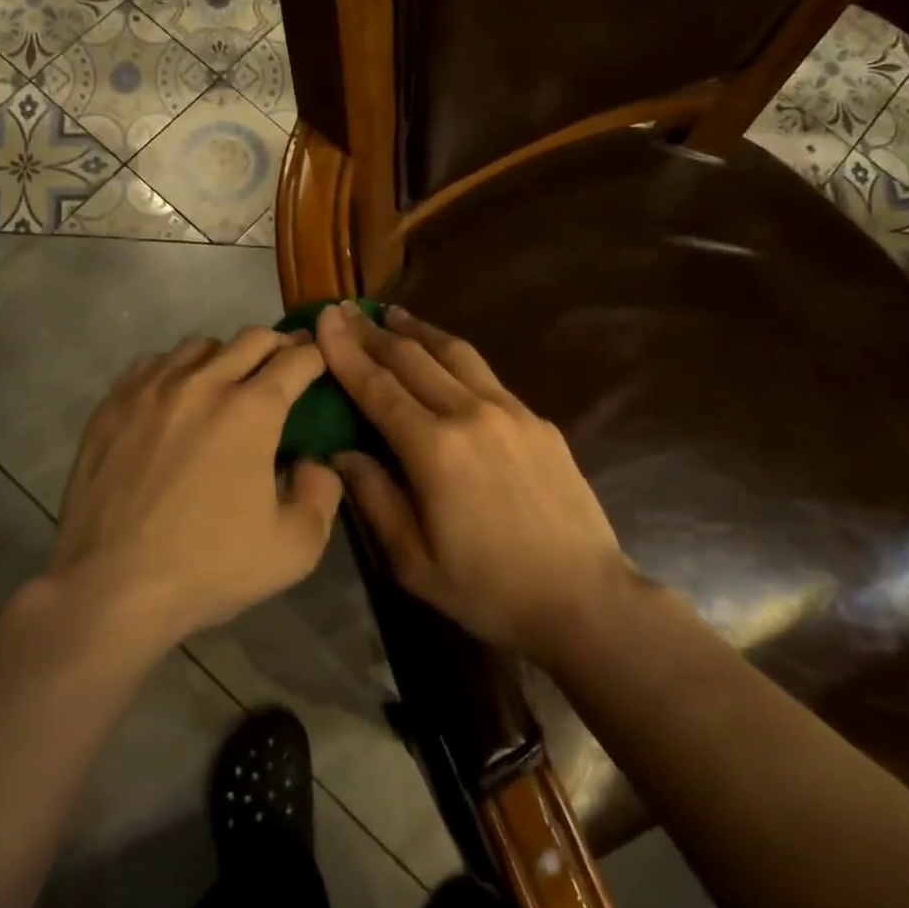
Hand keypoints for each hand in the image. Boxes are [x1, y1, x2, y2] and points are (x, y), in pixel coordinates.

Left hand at [52, 328, 342, 649]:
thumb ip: (323, 493)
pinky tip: (175, 398)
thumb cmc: (209, 568)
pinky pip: (152, 363)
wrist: (111, 588)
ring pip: (201, 345)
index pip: (297, 360)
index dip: (317, 357)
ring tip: (227, 384)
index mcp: (252, 411)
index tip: (321, 365)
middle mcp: (204, 383)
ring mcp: (152, 389)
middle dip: (278, 347)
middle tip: (284, 369)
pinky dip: (175, 370)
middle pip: (252, 338)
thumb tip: (314, 460)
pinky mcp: (113, 404)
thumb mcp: (296, 547)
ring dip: (225, 356)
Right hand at [314, 303, 632, 661]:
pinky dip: (454, 356)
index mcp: (434, 449)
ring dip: (418, 331)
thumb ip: (374, 498)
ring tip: (392, 315)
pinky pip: (486, 375)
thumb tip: (341, 451)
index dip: (345, 352)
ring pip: (455, 353)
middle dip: (373, 333)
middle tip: (346, 311)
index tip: (325, 319)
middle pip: (413, 359)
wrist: (583, 597)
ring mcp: (510, 411)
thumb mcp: (413, 560)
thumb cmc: (489, 589)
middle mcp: (471, 414)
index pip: (377, 387)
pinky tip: (446, 357)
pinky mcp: (538, 420)